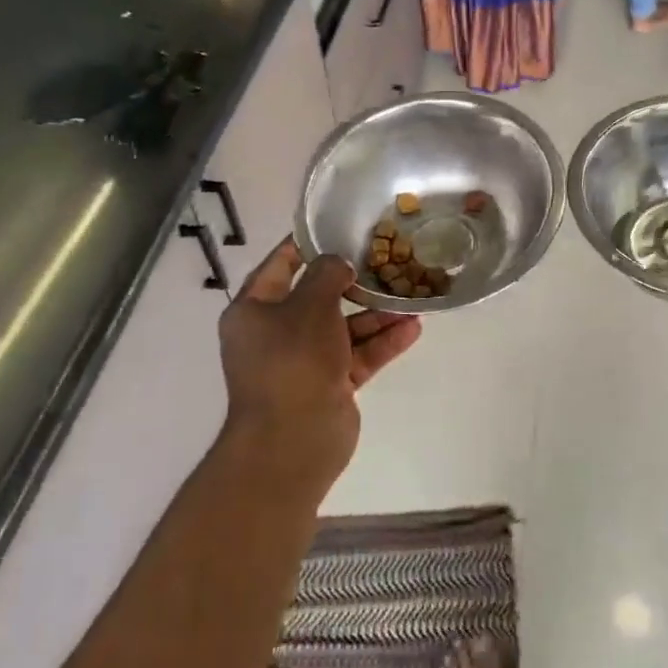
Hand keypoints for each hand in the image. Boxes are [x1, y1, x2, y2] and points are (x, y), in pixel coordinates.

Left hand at [217, 238, 421, 495]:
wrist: (294, 439)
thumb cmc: (293, 360)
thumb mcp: (310, 305)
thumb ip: (327, 274)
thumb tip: (339, 263)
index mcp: (254, 311)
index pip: (280, 266)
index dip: (306, 245)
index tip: (337, 227)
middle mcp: (276, 334)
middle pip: (318, 298)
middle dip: (353, 282)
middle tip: (385, 260)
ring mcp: (304, 362)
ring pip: (344, 327)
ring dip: (376, 314)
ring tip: (411, 295)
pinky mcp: (330, 384)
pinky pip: (358, 355)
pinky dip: (382, 342)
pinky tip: (413, 328)